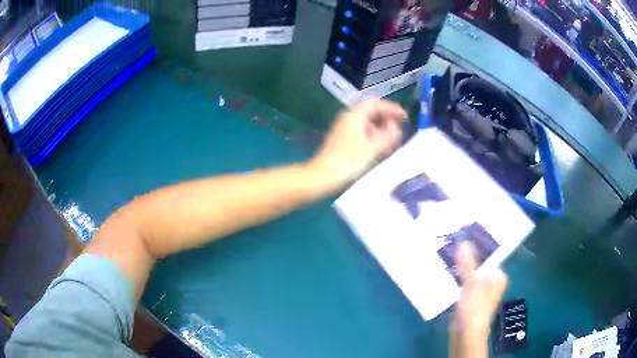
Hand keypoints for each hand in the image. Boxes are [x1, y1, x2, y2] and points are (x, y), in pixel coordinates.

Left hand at [309, 100, 406, 188]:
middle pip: (370, 112)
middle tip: (400, 126)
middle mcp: (347, 118)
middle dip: (386, 118)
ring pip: (365, 123)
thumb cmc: (348, 161)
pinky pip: (361, 131)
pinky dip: (372, 135)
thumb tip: (395, 127)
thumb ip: (387, 136)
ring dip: (380, 128)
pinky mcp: (342, 139)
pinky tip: (380, 147)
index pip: (375, 104)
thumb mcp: (372, 149)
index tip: (404, 116)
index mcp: (354, 116)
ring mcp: (343, 129)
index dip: (391, 108)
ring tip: (393, 138)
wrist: (323, 175)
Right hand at [450, 242, 506, 357]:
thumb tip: (463, 240)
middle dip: (465, 256)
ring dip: (459, 266)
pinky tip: (445, 270)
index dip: (476, 245)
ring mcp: (479, 289)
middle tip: (452, 242)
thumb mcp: (472, 284)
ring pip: (469, 273)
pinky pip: (462, 282)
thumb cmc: (475, 308)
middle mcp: (491, 281)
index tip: (463, 235)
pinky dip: (456, 277)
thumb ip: (467, 263)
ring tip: (446, 252)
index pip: (488, 255)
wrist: (465, 334)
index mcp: (497, 276)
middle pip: (478, 263)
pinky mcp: (468, 297)